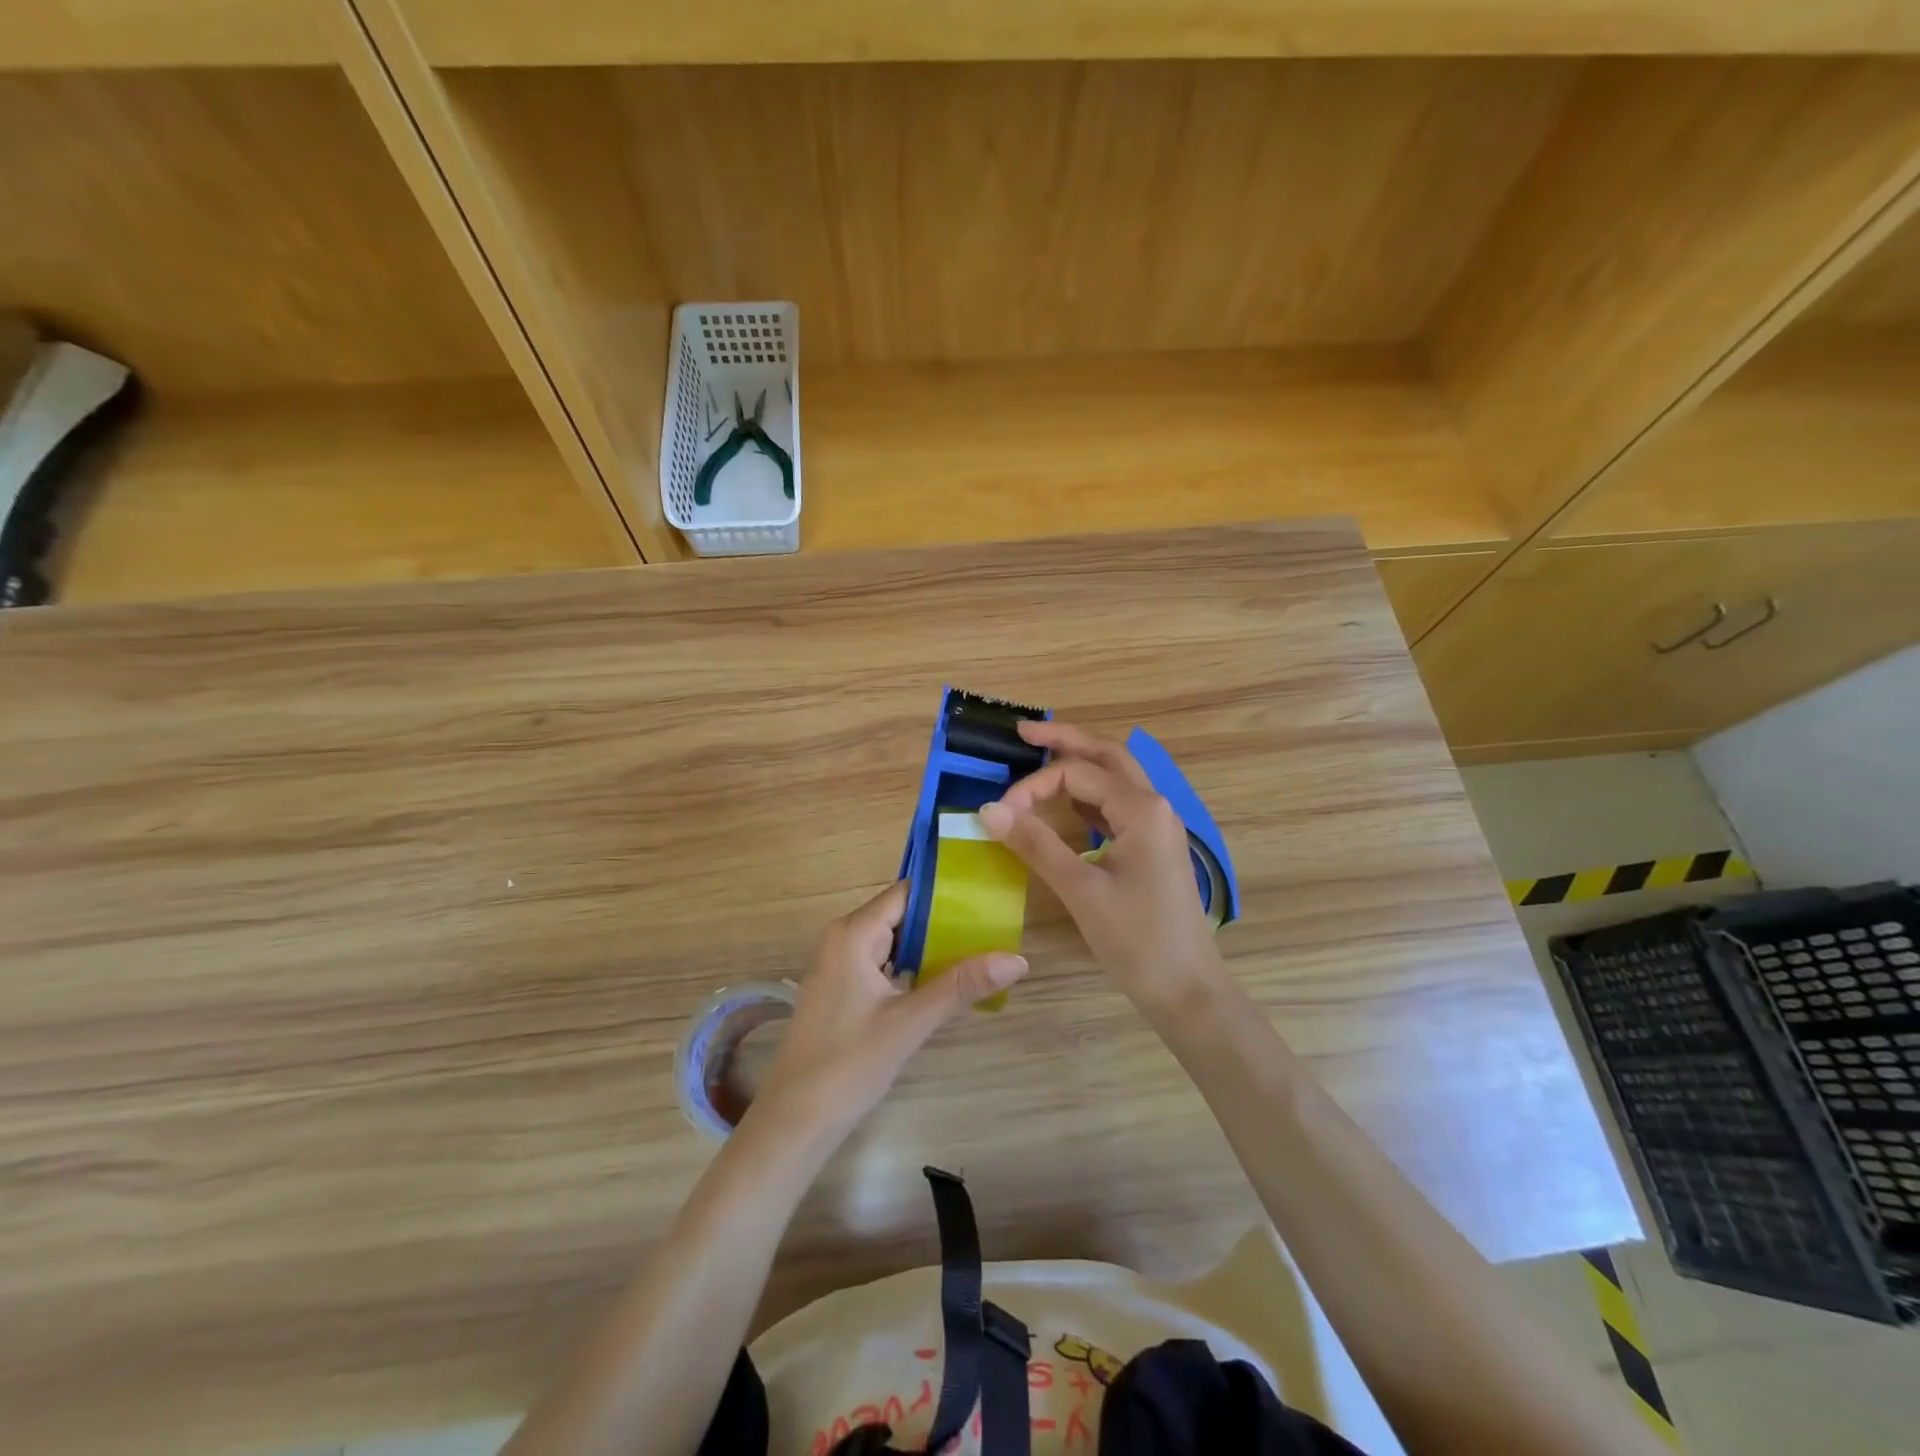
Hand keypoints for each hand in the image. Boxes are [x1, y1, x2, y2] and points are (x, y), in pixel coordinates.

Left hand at [748, 881, 1028, 1142]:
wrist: (794, 1120)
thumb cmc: (849, 1064)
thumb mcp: (910, 1022)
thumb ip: (961, 986)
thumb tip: (1017, 959)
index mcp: (853, 934)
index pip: (905, 893)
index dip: (944, 894)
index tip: (985, 897)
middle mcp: (843, 939)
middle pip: (900, 915)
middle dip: (943, 921)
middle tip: (992, 927)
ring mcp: (840, 965)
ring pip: (893, 941)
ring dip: (930, 947)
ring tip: (979, 949)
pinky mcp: (843, 990)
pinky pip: (883, 964)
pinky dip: (912, 968)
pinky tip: (944, 982)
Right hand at [979, 721, 1222, 1010]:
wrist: (1188, 989)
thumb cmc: (1137, 940)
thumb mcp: (1081, 890)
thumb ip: (1036, 844)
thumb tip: (989, 809)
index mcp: (1142, 809)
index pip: (1077, 773)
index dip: (1033, 786)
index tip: (1000, 813)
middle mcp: (1154, 806)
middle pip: (1106, 755)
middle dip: (1065, 740)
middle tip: (1023, 733)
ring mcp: (1157, 826)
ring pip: (1115, 778)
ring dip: (1079, 764)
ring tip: (1039, 757)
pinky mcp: (1153, 846)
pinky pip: (1118, 805)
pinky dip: (1089, 795)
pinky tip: (1066, 804)